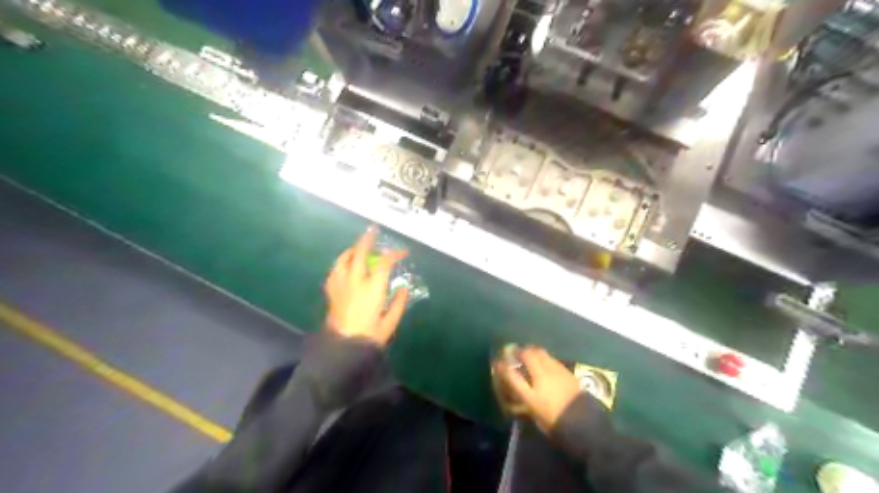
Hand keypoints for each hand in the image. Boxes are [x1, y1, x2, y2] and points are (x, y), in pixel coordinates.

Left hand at [324, 227, 410, 346]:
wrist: (343, 347)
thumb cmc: (370, 336)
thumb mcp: (390, 322)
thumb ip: (398, 303)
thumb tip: (404, 288)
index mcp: (373, 288)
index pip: (384, 263)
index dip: (395, 254)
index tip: (403, 252)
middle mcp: (356, 281)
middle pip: (360, 253)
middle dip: (368, 240)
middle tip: (373, 230)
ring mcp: (341, 284)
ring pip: (343, 259)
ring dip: (352, 250)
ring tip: (358, 248)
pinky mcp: (332, 291)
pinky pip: (335, 270)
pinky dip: (341, 263)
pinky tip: (345, 266)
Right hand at [493, 346, 581, 430]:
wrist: (585, 424)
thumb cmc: (556, 425)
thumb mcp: (535, 416)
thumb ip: (524, 401)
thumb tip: (516, 392)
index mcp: (532, 395)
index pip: (512, 376)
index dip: (502, 367)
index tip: (498, 362)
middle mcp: (541, 379)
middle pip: (528, 356)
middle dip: (519, 351)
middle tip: (515, 351)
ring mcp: (555, 372)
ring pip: (540, 352)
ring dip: (532, 350)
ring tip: (528, 352)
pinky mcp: (566, 370)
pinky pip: (551, 358)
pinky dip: (544, 356)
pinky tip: (543, 360)